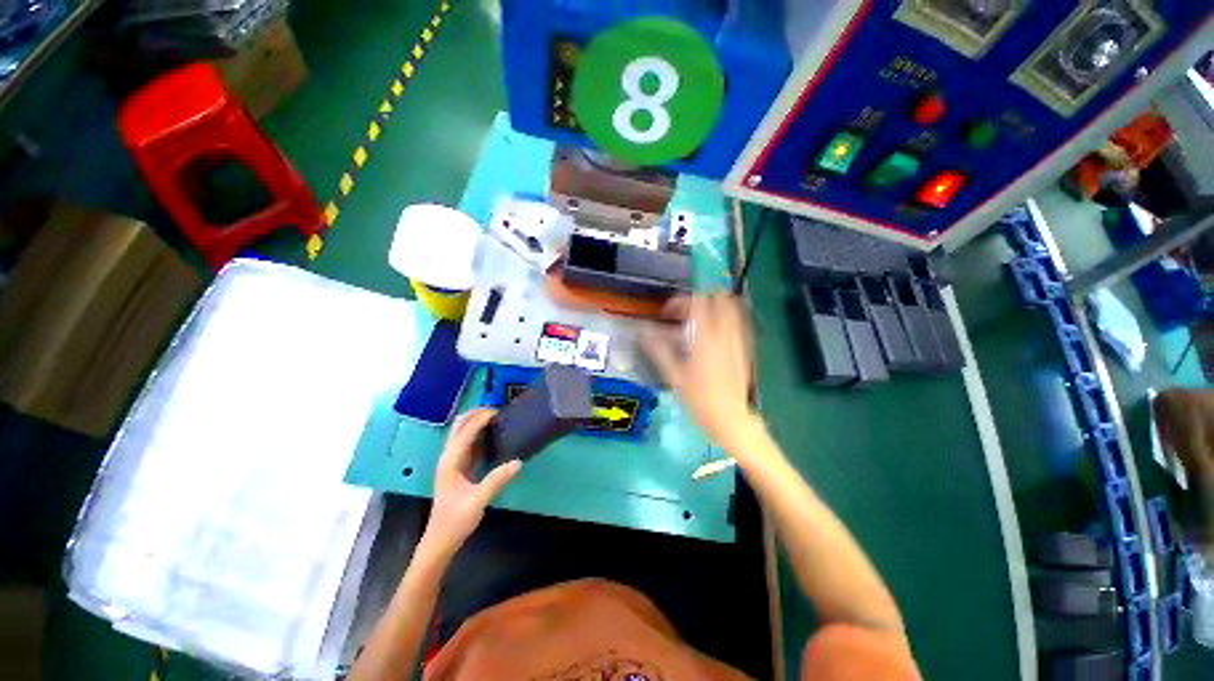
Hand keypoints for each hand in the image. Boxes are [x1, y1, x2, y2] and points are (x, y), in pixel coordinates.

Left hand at [422, 409, 521, 558]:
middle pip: (459, 426)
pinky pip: (469, 444)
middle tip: (497, 411)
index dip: (481, 419)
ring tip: (497, 418)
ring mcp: (453, 462)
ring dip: (476, 422)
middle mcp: (449, 457)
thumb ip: (496, 480)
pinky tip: (493, 436)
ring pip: (462, 433)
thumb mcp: (477, 501)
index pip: (465, 432)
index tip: (499, 412)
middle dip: (475, 414)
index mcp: (450, 462)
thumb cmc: (455, 522)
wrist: (439, 542)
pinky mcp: (459, 468)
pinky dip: (478, 434)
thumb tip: (518, 462)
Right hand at [642, 293, 763, 451]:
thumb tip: (642, 332)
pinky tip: (715, 329)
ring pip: (732, 306)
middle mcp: (725, 333)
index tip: (667, 314)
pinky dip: (726, 315)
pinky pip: (739, 321)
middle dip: (699, 299)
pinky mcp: (745, 347)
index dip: (679, 302)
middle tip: (685, 312)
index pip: (696, 302)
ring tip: (699, 316)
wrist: (730, 418)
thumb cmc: (699, 399)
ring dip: (715, 304)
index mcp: (706, 338)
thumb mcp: (674, 376)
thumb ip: (658, 350)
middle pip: (718, 298)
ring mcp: (739, 339)